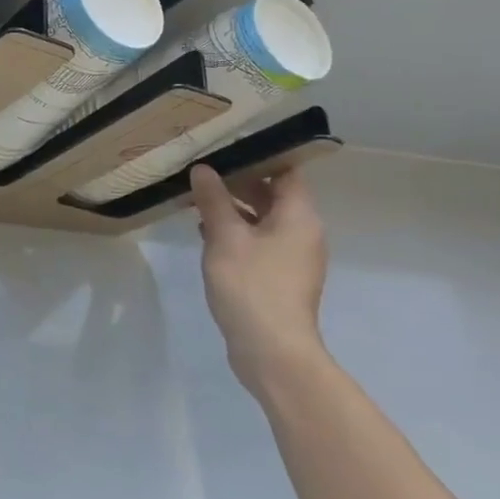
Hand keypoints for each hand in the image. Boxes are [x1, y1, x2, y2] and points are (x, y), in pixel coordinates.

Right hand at [189, 166, 328, 396]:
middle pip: (274, 195)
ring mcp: (292, 258)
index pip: (286, 172)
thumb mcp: (225, 236)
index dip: (258, 156)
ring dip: (233, 208)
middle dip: (238, 182)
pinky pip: (259, 242)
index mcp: (299, 217)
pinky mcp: (279, 278)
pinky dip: (236, 232)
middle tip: (202, 171)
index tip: (225, 147)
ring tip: (197, 199)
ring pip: (263, 219)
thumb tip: (203, 169)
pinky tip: (205, 233)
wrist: (271, 351)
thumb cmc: (251, 285)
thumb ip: (213, 199)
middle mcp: (303, 233)